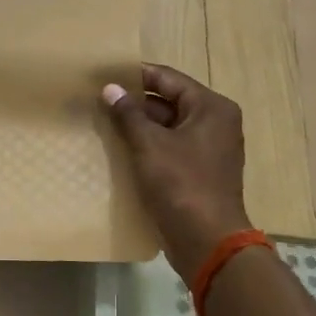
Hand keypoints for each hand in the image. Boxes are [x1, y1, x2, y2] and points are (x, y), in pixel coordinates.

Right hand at [103, 64, 252, 281]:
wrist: (207, 241)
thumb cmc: (181, 184)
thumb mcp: (149, 145)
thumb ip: (128, 114)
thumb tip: (110, 88)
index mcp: (211, 108)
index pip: (168, 79)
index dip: (136, 76)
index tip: (105, 74)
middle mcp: (215, 123)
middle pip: (169, 101)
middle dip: (135, 102)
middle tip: (100, 100)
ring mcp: (209, 148)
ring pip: (168, 126)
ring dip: (139, 125)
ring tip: (104, 121)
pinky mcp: (199, 171)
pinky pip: (170, 147)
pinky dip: (148, 145)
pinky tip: (120, 148)